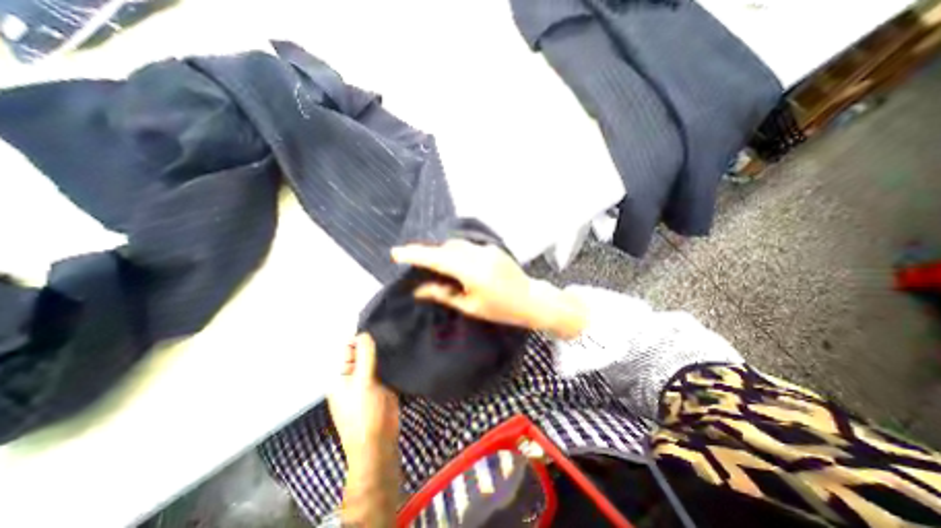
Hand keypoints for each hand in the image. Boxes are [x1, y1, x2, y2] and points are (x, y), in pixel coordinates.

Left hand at [327, 334, 397, 470]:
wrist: (379, 444)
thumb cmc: (365, 414)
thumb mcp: (363, 382)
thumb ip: (364, 356)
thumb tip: (364, 332)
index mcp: (341, 375)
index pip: (349, 347)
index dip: (362, 336)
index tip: (380, 325)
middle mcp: (353, 375)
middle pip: (364, 352)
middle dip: (376, 342)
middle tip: (394, 329)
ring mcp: (369, 381)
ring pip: (377, 359)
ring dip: (386, 351)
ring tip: (401, 337)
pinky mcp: (383, 385)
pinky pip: (387, 368)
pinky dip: (393, 360)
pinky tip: (404, 351)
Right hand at [392, 239, 584, 337]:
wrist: (531, 299)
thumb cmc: (501, 309)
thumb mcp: (470, 306)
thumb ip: (443, 294)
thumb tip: (419, 290)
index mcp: (472, 271)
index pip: (437, 259)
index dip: (415, 254)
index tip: (396, 252)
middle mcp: (478, 255)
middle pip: (445, 247)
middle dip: (428, 253)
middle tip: (414, 262)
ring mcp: (487, 249)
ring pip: (456, 245)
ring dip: (443, 253)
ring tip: (435, 266)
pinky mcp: (492, 248)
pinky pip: (468, 247)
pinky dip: (457, 253)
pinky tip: (457, 265)